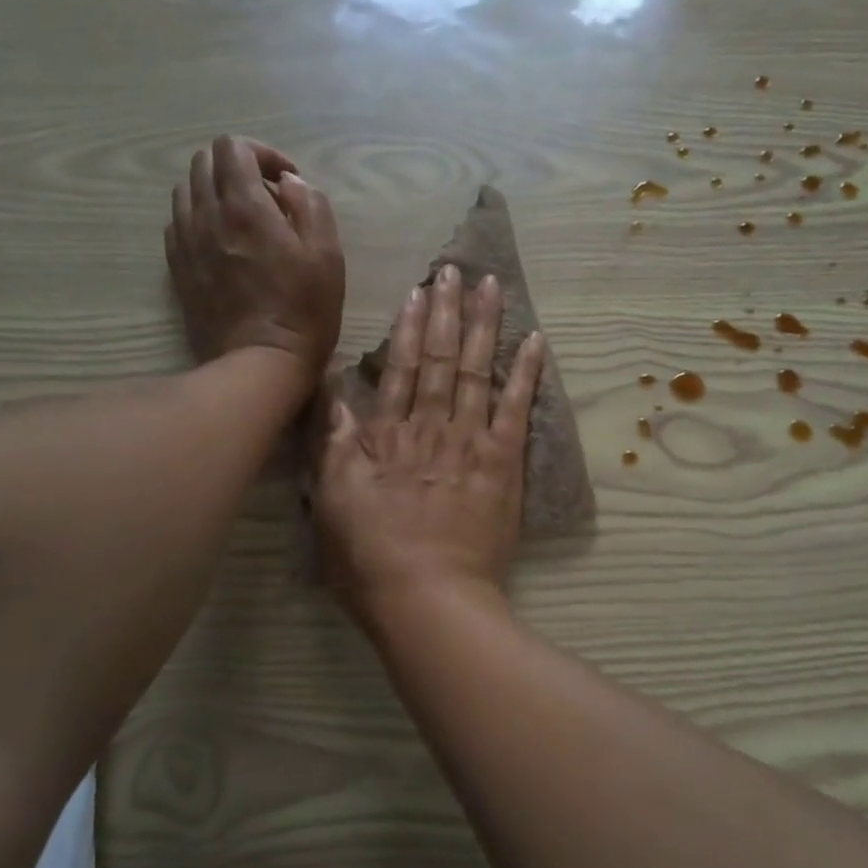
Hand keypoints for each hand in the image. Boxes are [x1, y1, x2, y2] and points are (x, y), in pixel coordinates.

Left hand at [165, 135, 344, 397]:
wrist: (259, 363)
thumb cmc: (304, 310)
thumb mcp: (327, 254)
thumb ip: (310, 205)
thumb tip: (288, 183)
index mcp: (244, 205)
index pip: (233, 147)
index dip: (262, 153)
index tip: (287, 180)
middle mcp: (206, 215)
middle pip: (204, 162)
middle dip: (237, 167)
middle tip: (267, 196)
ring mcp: (186, 242)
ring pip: (186, 190)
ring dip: (215, 191)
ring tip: (242, 218)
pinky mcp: (177, 268)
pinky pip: (178, 224)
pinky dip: (199, 219)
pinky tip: (222, 242)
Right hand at [314, 265, 545, 626]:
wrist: (428, 598)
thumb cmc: (370, 559)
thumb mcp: (330, 503)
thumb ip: (333, 446)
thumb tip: (334, 395)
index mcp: (388, 436)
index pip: (401, 369)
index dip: (410, 327)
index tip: (418, 291)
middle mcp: (431, 427)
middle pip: (442, 359)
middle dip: (448, 311)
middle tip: (456, 269)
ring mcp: (471, 442)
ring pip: (478, 371)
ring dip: (485, 325)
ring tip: (491, 286)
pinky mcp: (504, 463)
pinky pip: (517, 409)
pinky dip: (527, 373)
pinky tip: (536, 340)